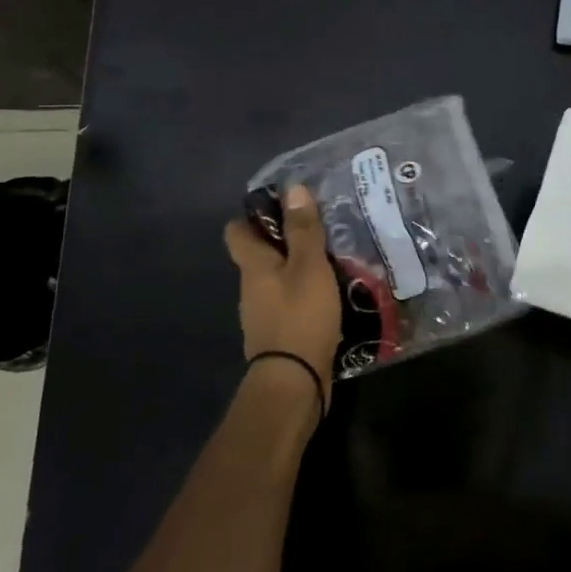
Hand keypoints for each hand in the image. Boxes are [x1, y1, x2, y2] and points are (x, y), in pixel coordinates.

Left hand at [224, 184, 342, 409]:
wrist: (294, 383)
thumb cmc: (300, 316)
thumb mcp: (309, 267)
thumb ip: (303, 230)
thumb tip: (293, 189)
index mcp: (253, 266)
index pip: (236, 230)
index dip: (254, 215)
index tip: (285, 206)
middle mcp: (251, 287)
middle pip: (260, 255)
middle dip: (285, 241)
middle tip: (321, 229)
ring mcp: (263, 314)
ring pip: (277, 280)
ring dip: (299, 269)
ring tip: (334, 259)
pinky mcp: (279, 335)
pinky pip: (290, 304)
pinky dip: (306, 296)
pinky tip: (332, 295)